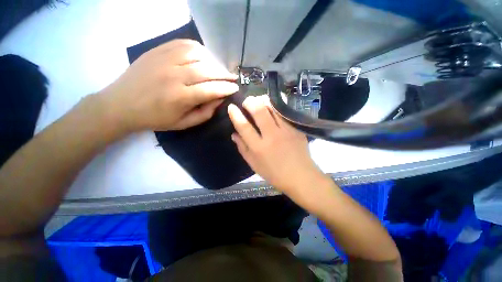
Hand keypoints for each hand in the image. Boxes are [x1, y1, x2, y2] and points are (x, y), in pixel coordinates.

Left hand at [99, 39, 238, 132]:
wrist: (121, 104)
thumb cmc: (155, 118)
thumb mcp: (184, 123)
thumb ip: (205, 113)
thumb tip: (219, 99)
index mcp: (180, 97)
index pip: (211, 89)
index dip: (226, 88)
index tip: (235, 88)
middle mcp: (174, 75)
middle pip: (207, 70)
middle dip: (224, 74)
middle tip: (232, 78)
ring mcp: (164, 59)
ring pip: (198, 54)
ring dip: (213, 62)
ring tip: (219, 69)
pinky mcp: (158, 50)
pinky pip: (185, 44)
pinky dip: (199, 50)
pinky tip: (204, 58)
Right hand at [228, 95, 325, 193]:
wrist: (300, 177)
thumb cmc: (274, 174)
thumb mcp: (254, 165)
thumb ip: (243, 148)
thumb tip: (234, 134)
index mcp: (259, 148)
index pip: (244, 127)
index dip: (236, 115)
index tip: (231, 107)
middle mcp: (272, 136)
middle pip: (259, 112)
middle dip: (250, 102)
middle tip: (247, 101)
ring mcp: (286, 131)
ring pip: (273, 108)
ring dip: (263, 101)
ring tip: (259, 101)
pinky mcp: (296, 129)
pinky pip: (284, 113)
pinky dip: (276, 107)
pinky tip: (273, 108)